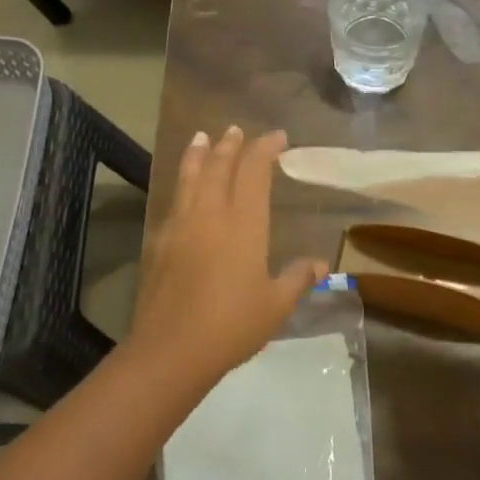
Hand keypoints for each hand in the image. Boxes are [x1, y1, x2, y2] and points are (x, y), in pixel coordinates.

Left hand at [129, 126, 327, 385]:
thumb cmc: (232, 325)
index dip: (265, 149)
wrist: (172, 348)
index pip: (254, 171)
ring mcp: (181, 224)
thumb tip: (320, 264)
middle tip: (236, 130)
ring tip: (201, 137)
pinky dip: (182, 183)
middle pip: (218, 165)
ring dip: (198, 153)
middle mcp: (210, 213)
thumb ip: (297, 278)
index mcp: (243, 223)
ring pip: (189, 176)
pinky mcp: (160, 240)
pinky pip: (174, 200)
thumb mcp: (275, 305)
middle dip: (230, 145)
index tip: (277, 137)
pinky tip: (183, 189)